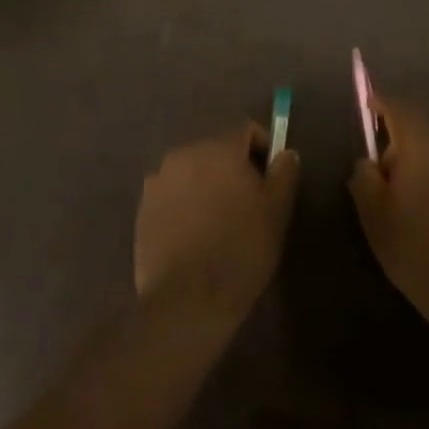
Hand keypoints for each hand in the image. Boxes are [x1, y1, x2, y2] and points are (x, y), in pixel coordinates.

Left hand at [135, 124, 300, 320]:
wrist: (188, 298)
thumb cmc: (241, 249)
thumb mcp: (277, 211)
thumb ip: (284, 173)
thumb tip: (285, 153)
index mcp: (218, 149)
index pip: (246, 131)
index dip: (263, 150)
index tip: (271, 179)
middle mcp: (184, 154)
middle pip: (217, 150)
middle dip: (234, 168)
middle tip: (248, 203)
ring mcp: (158, 180)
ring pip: (193, 172)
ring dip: (207, 185)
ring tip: (220, 220)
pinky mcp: (143, 207)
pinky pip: (173, 194)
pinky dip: (186, 204)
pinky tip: (195, 234)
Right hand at [349, 100, 428, 331]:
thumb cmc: (422, 253)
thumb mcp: (376, 219)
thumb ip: (364, 179)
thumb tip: (369, 162)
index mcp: (426, 143)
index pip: (400, 106)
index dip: (381, 103)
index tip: (369, 107)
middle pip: (425, 126)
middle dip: (403, 140)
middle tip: (387, 173)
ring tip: (417, 195)